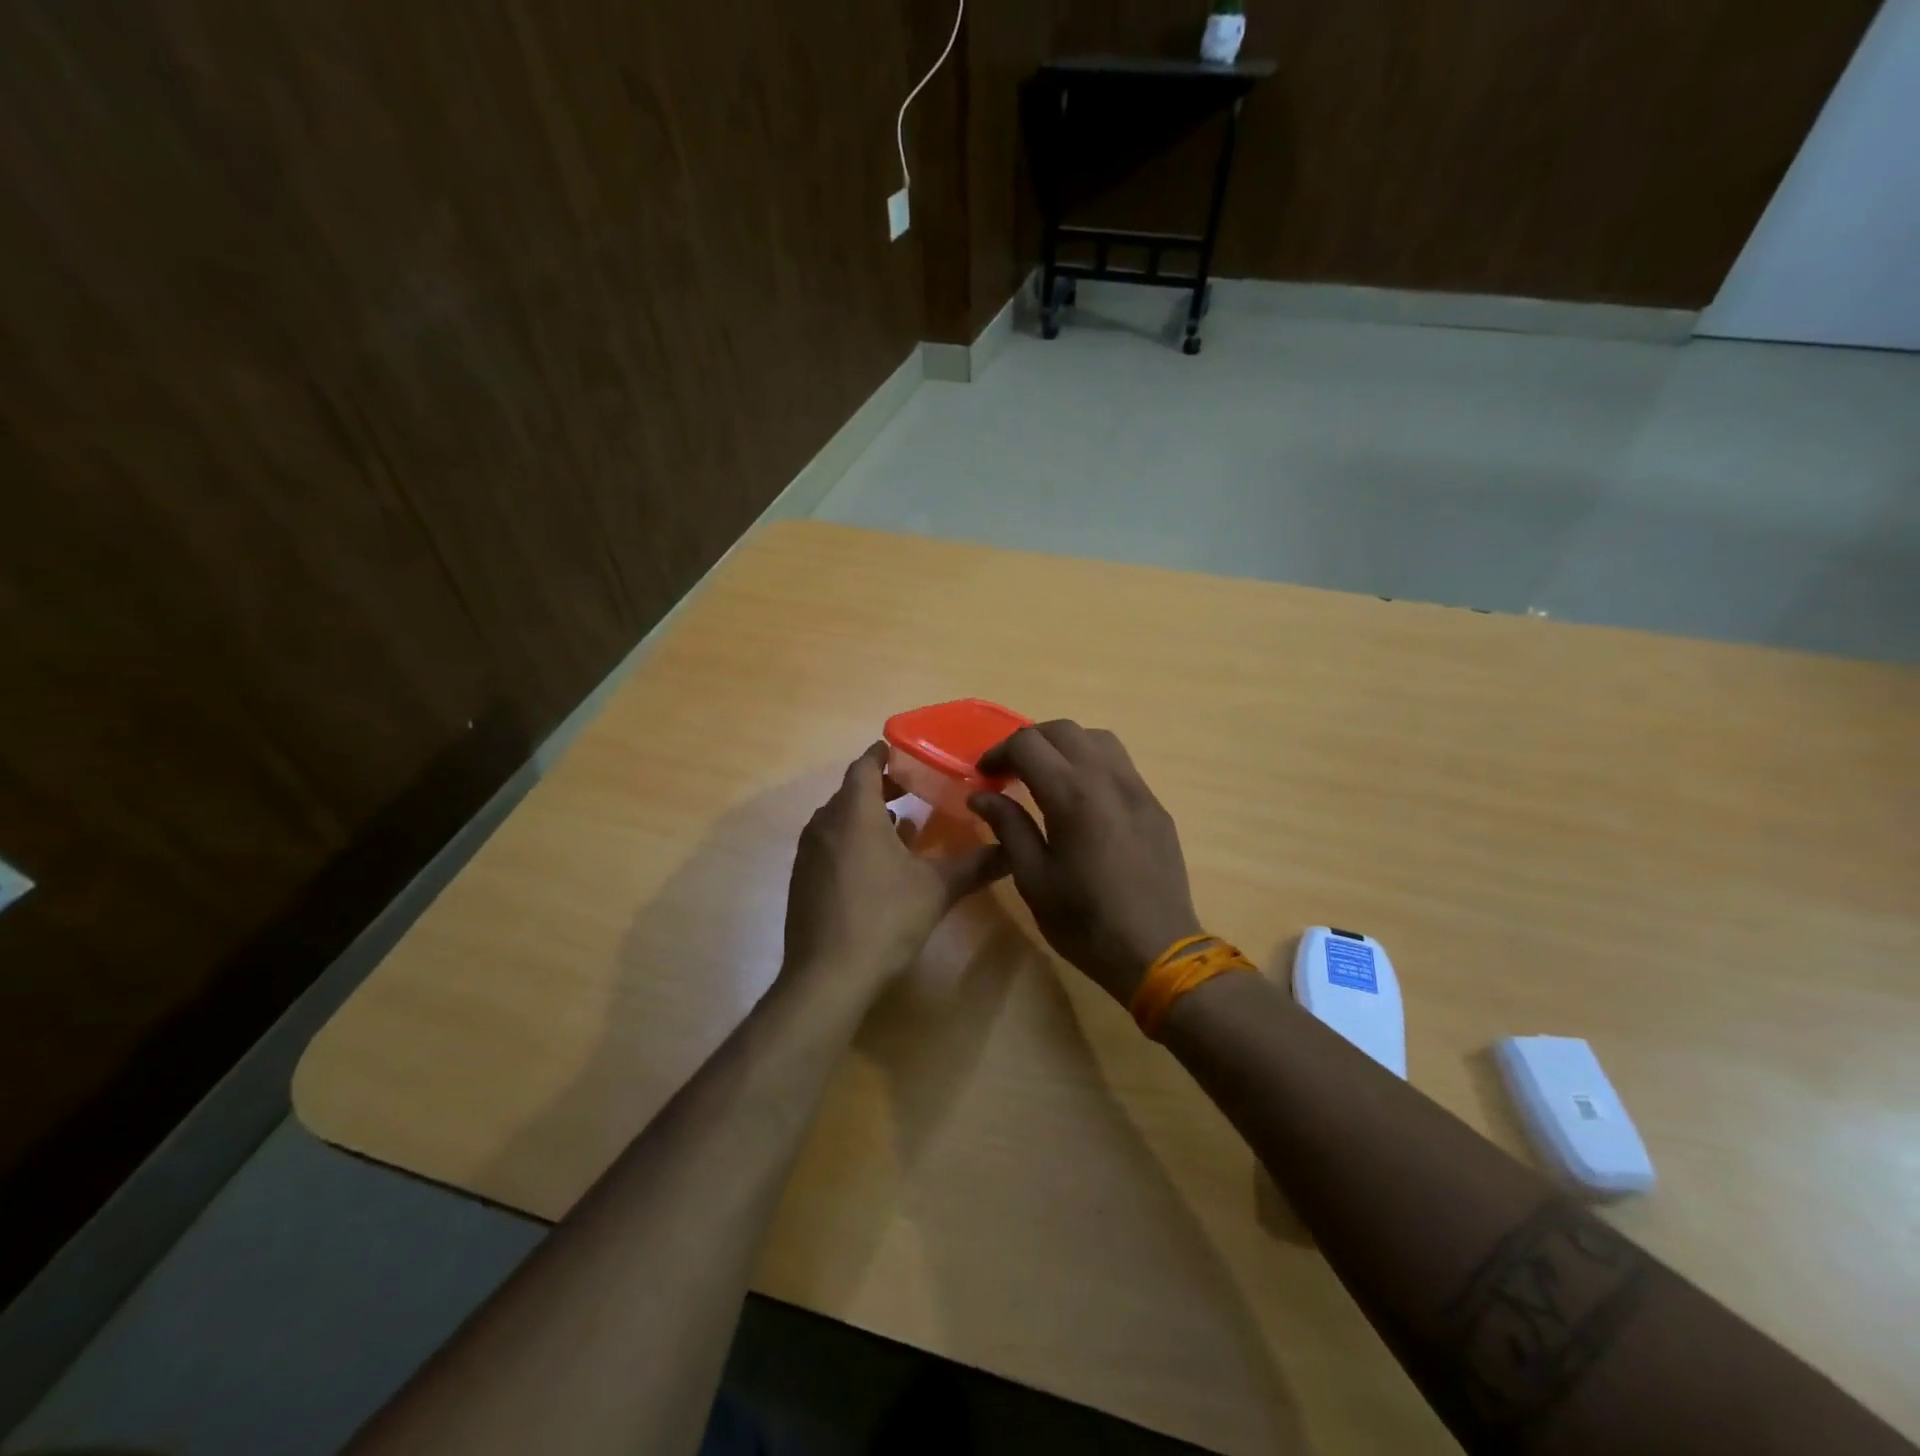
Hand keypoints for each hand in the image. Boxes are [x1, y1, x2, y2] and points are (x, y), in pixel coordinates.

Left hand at [782, 742, 1008, 997]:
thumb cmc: (883, 919)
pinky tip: (879, 865)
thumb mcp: (936, 889)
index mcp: (854, 813)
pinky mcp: (802, 880)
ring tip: (904, 825)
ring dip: (868, 816)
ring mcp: (809, 854)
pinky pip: (830, 844)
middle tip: (915, 787)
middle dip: (882, 786)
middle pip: (852, 791)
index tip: (904, 750)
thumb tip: (1012, 849)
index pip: (865, 766)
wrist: (826, 977)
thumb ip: (975, 865)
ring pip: (839, 819)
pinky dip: (853, 841)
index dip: (884, 755)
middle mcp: (825, 824)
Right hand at [970, 721, 1201, 1004]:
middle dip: (1029, 742)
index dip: (999, 753)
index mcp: (1072, 795)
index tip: (984, 777)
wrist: (1157, 951)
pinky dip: (1092, 763)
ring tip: (1047, 777)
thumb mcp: (1033, 878)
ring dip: (1064, 746)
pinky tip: (1082, 798)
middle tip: (1010, 772)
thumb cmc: (1085, 921)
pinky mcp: (1155, 805)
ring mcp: (1138, 789)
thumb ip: (1008, 827)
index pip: (1028, 744)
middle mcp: (1108, 778)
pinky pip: (1120, 764)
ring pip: (1097, 739)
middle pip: (1063, 730)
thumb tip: (982, 795)